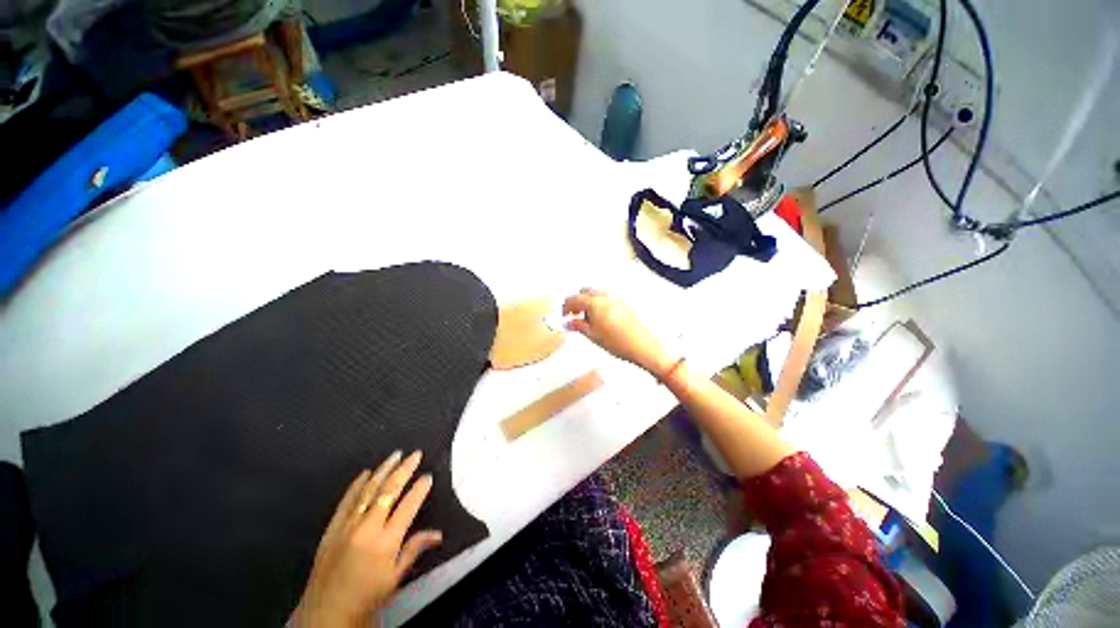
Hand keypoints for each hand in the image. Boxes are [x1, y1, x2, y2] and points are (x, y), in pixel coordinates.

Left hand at [293, 451, 442, 626]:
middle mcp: (367, 528)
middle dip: (404, 470)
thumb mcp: (394, 578)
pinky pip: (346, 501)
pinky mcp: (331, 528)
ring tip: (395, 455)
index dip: (420, 489)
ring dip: (383, 470)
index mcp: (385, 542)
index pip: (408, 506)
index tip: (428, 476)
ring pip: (368, 490)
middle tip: (416, 454)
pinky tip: (365, 473)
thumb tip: (438, 533)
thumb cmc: (366, 598)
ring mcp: (346, 526)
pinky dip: (356, 484)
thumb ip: (414, 549)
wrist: (325, 614)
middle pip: (389, 491)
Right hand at [563, 289, 674, 374]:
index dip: (566, 307)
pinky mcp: (624, 303)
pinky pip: (606, 298)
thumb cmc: (620, 342)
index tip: (563, 314)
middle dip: (577, 302)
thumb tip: (569, 323)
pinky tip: (599, 318)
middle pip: (585, 292)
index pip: (574, 298)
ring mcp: (617, 298)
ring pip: (596, 294)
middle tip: (573, 315)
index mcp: (595, 302)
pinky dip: (599, 304)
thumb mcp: (592, 335)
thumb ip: (578, 326)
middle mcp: (606, 296)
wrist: (642, 346)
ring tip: (586, 319)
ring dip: (588, 302)